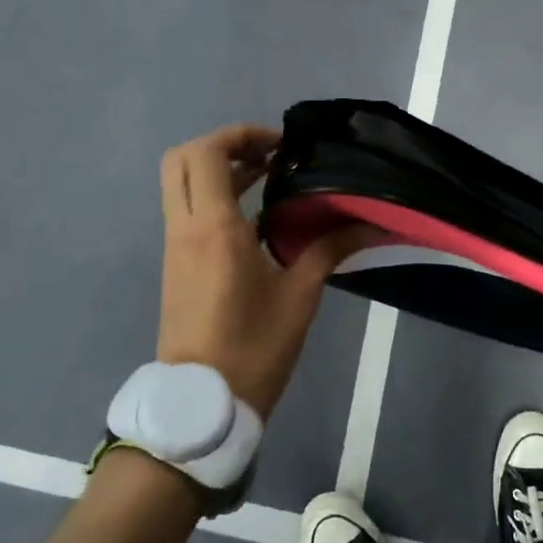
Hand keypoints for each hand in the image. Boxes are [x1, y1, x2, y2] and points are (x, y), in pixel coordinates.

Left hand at [156, 124, 372, 418]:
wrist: (201, 406)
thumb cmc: (252, 348)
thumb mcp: (299, 297)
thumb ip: (328, 249)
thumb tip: (367, 222)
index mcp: (214, 228)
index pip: (206, 153)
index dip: (240, 135)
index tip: (279, 146)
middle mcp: (186, 227)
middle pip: (182, 158)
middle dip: (222, 145)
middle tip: (266, 156)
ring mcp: (175, 246)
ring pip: (182, 183)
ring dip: (219, 170)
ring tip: (269, 177)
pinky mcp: (175, 263)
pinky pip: (187, 209)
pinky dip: (214, 195)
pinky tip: (255, 215)